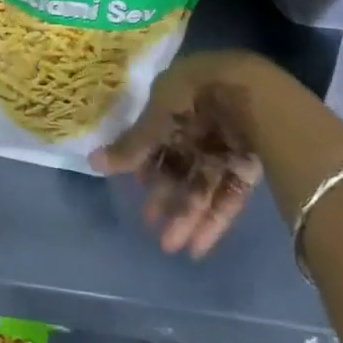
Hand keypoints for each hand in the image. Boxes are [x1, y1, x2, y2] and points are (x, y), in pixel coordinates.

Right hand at [93, 51, 272, 257]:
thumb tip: (92, 161)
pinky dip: (213, 220)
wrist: (251, 96)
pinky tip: (198, 247)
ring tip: (171, 246)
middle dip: (166, 196)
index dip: (146, 164)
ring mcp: (226, 145)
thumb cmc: (192, 98)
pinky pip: (227, 195)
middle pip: (180, 164)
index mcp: (175, 102)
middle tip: (151, 225)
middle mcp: (199, 123)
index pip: (157, 136)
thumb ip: (130, 146)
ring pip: (202, 184)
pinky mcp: (248, 166)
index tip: (136, 188)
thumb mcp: (155, 121)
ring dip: (187, 215)